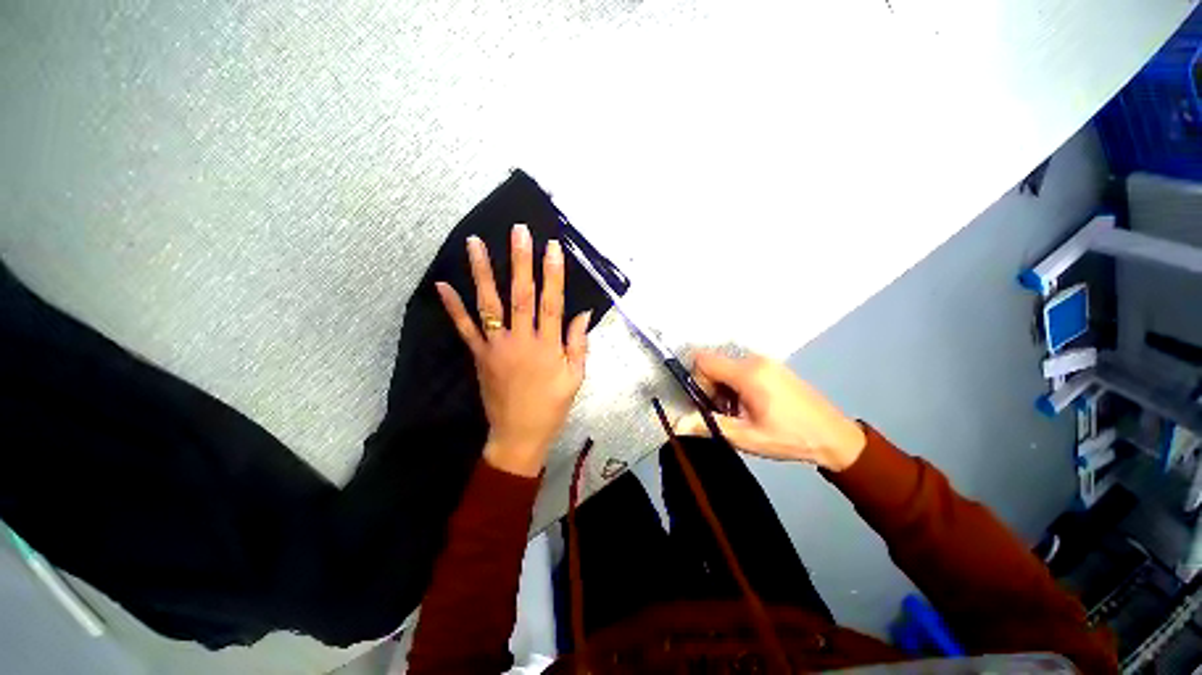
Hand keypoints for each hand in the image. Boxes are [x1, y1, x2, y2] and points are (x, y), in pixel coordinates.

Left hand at [435, 224, 590, 476]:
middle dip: (520, 262)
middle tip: (517, 232)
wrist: (519, 433)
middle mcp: (521, 340)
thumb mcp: (575, 377)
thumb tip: (583, 312)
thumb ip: (578, 343)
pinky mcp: (479, 355)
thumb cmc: (552, 405)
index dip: (553, 274)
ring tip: (475, 243)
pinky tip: (443, 285)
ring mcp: (496, 347)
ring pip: (489, 305)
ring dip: (482, 273)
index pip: (552, 303)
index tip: (551, 247)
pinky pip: (465, 329)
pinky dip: (453, 307)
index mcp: (548, 346)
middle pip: (521, 296)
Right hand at [677, 352, 865, 471]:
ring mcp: (766, 361)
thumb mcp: (747, 438)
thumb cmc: (791, 438)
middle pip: (714, 363)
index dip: (696, 380)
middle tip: (722, 413)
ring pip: (727, 366)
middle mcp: (755, 359)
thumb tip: (676, 423)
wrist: (835, 437)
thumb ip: (709, 426)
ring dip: (723, 387)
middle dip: (710, 387)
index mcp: (748, 373)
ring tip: (738, 412)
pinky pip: (741, 368)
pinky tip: (749, 405)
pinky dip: (735, 384)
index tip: (706, 404)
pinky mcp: (773, 366)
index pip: (703, 360)